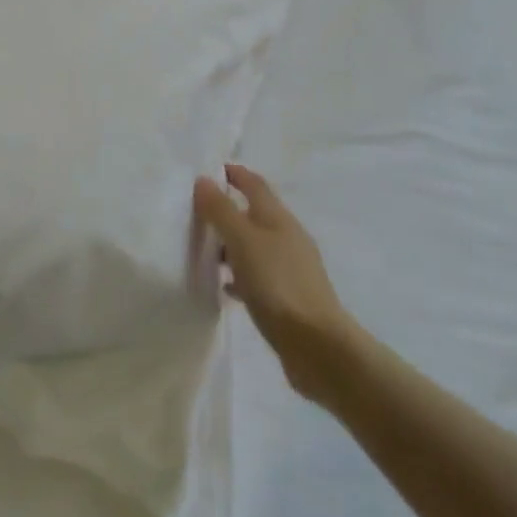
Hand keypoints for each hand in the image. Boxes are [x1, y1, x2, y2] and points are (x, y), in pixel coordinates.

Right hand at [194, 164, 354, 401]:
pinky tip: (226, 288)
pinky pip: (259, 277)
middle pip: (255, 214)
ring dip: (233, 245)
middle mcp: (287, 237)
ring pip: (256, 246)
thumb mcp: (243, 241)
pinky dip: (241, 275)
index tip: (211, 170)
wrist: (318, 346)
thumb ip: (221, 211)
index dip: (235, 174)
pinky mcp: (290, 298)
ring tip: (206, 252)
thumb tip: (204, 179)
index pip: (254, 184)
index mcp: (278, 218)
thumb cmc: (278, 284)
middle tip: (198, 214)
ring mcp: (291, 268)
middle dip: (229, 210)